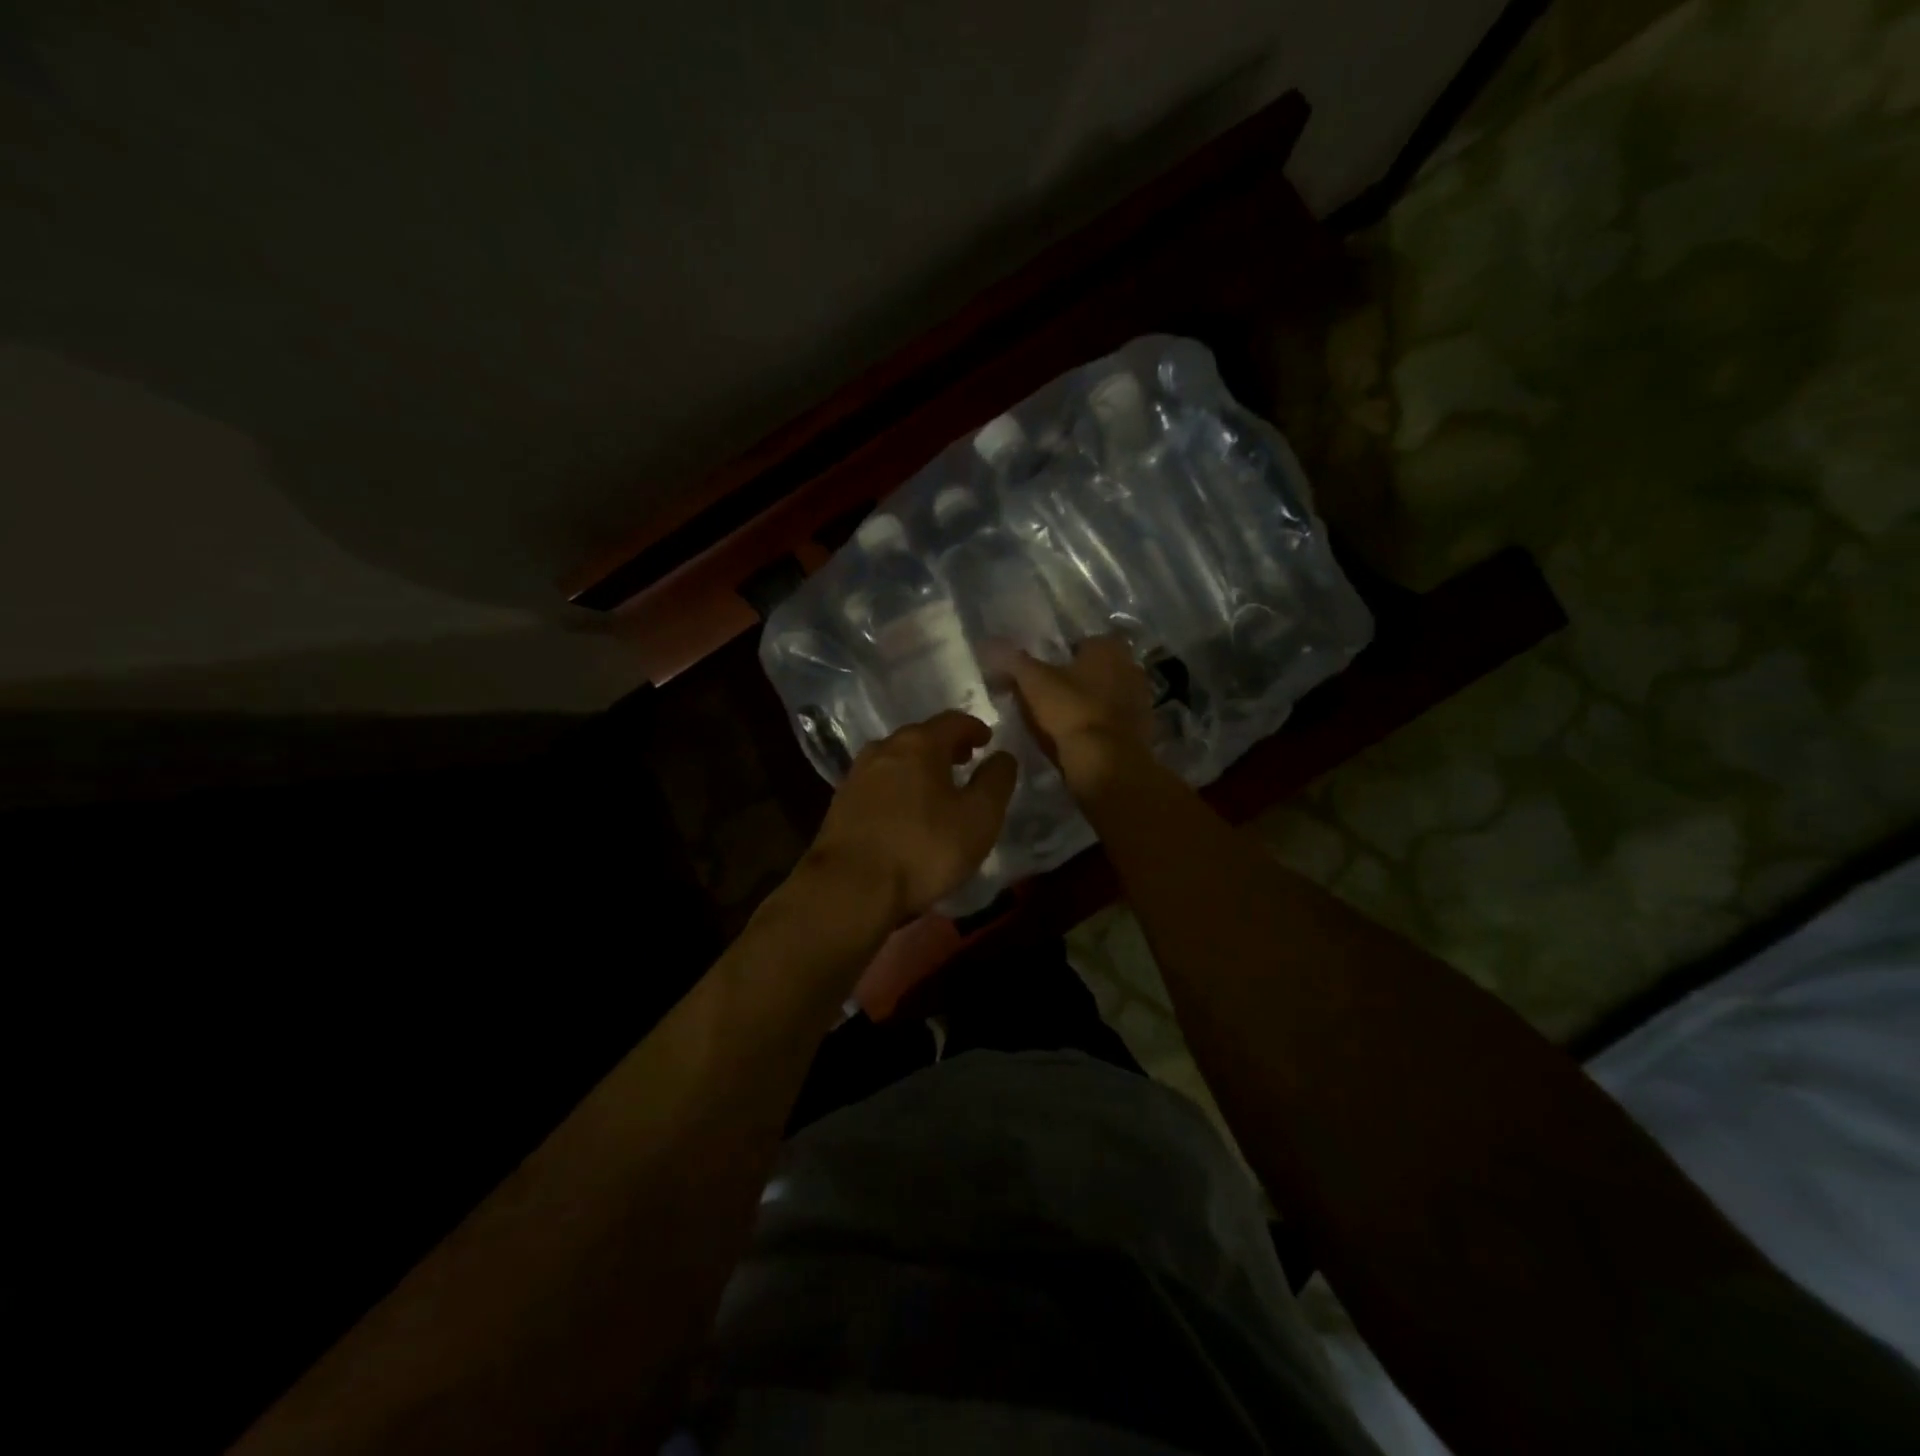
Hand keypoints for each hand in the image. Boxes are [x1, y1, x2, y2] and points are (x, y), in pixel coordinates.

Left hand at [807, 712, 1016, 922]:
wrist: (849, 888)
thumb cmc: (923, 849)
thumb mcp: (978, 818)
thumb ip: (996, 781)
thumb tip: (1003, 756)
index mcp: (919, 744)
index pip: (952, 721)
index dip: (973, 728)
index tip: (987, 740)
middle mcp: (884, 749)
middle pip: (920, 737)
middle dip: (945, 746)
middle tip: (964, 761)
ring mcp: (857, 775)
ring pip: (895, 759)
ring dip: (918, 766)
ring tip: (935, 787)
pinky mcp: (840, 803)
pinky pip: (878, 783)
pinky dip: (897, 787)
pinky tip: (904, 811)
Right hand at [1004, 635, 1154, 796]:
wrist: (1106, 763)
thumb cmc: (1071, 711)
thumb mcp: (1033, 682)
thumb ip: (1013, 661)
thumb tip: (989, 644)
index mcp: (1109, 648)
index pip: (1084, 642)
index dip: (1063, 656)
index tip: (1044, 673)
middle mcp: (1131, 667)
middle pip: (1098, 669)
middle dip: (1079, 679)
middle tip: (1051, 696)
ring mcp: (1141, 700)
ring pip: (1107, 695)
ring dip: (1090, 704)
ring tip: (1062, 721)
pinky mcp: (1143, 730)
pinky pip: (1114, 721)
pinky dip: (1100, 727)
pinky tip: (1080, 739)